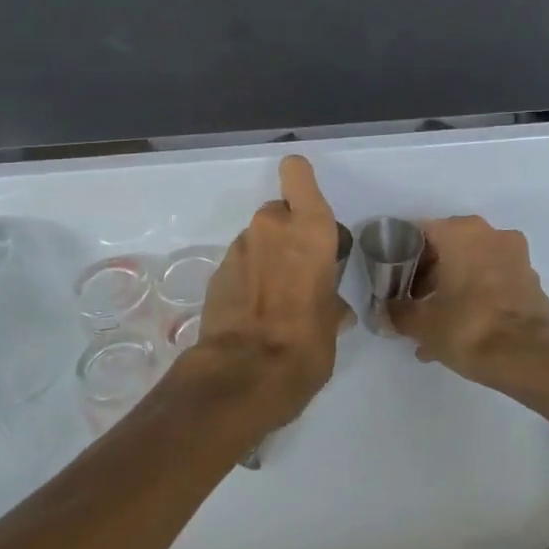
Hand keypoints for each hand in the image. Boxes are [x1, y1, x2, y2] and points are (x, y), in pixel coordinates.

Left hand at [188, 155, 352, 431]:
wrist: (243, 375)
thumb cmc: (305, 342)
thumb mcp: (332, 322)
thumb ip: (330, 301)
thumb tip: (331, 309)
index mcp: (309, 229)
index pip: (297, 173)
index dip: (301, 181)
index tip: (308, 206)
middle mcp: (271, 228)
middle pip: (279, 212)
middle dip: (287, 234)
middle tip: (298, 271)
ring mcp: (238, 249)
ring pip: (257, 240)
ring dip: (266, 258)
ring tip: (276, 300)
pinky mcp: (215, 274)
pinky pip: (240, 265)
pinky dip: (248, 279)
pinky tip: (254, 313)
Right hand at [388, 215, 548, 406]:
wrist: (533, 359)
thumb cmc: (470, 327)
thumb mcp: (422, 324)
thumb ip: (397, 313)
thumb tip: (384, 312)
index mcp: (461, 232)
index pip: (419, 233)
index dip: (401, 257)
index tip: (392, 282)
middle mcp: (490, 234)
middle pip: (447, 249)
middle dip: (427, 277)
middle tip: (412, 304)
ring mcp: (515, 257)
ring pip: (470, 268)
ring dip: (451, 291)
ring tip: (433, 327)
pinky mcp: (529, 282)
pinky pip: (491, 284)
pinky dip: (474, 300)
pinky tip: (458, 333)